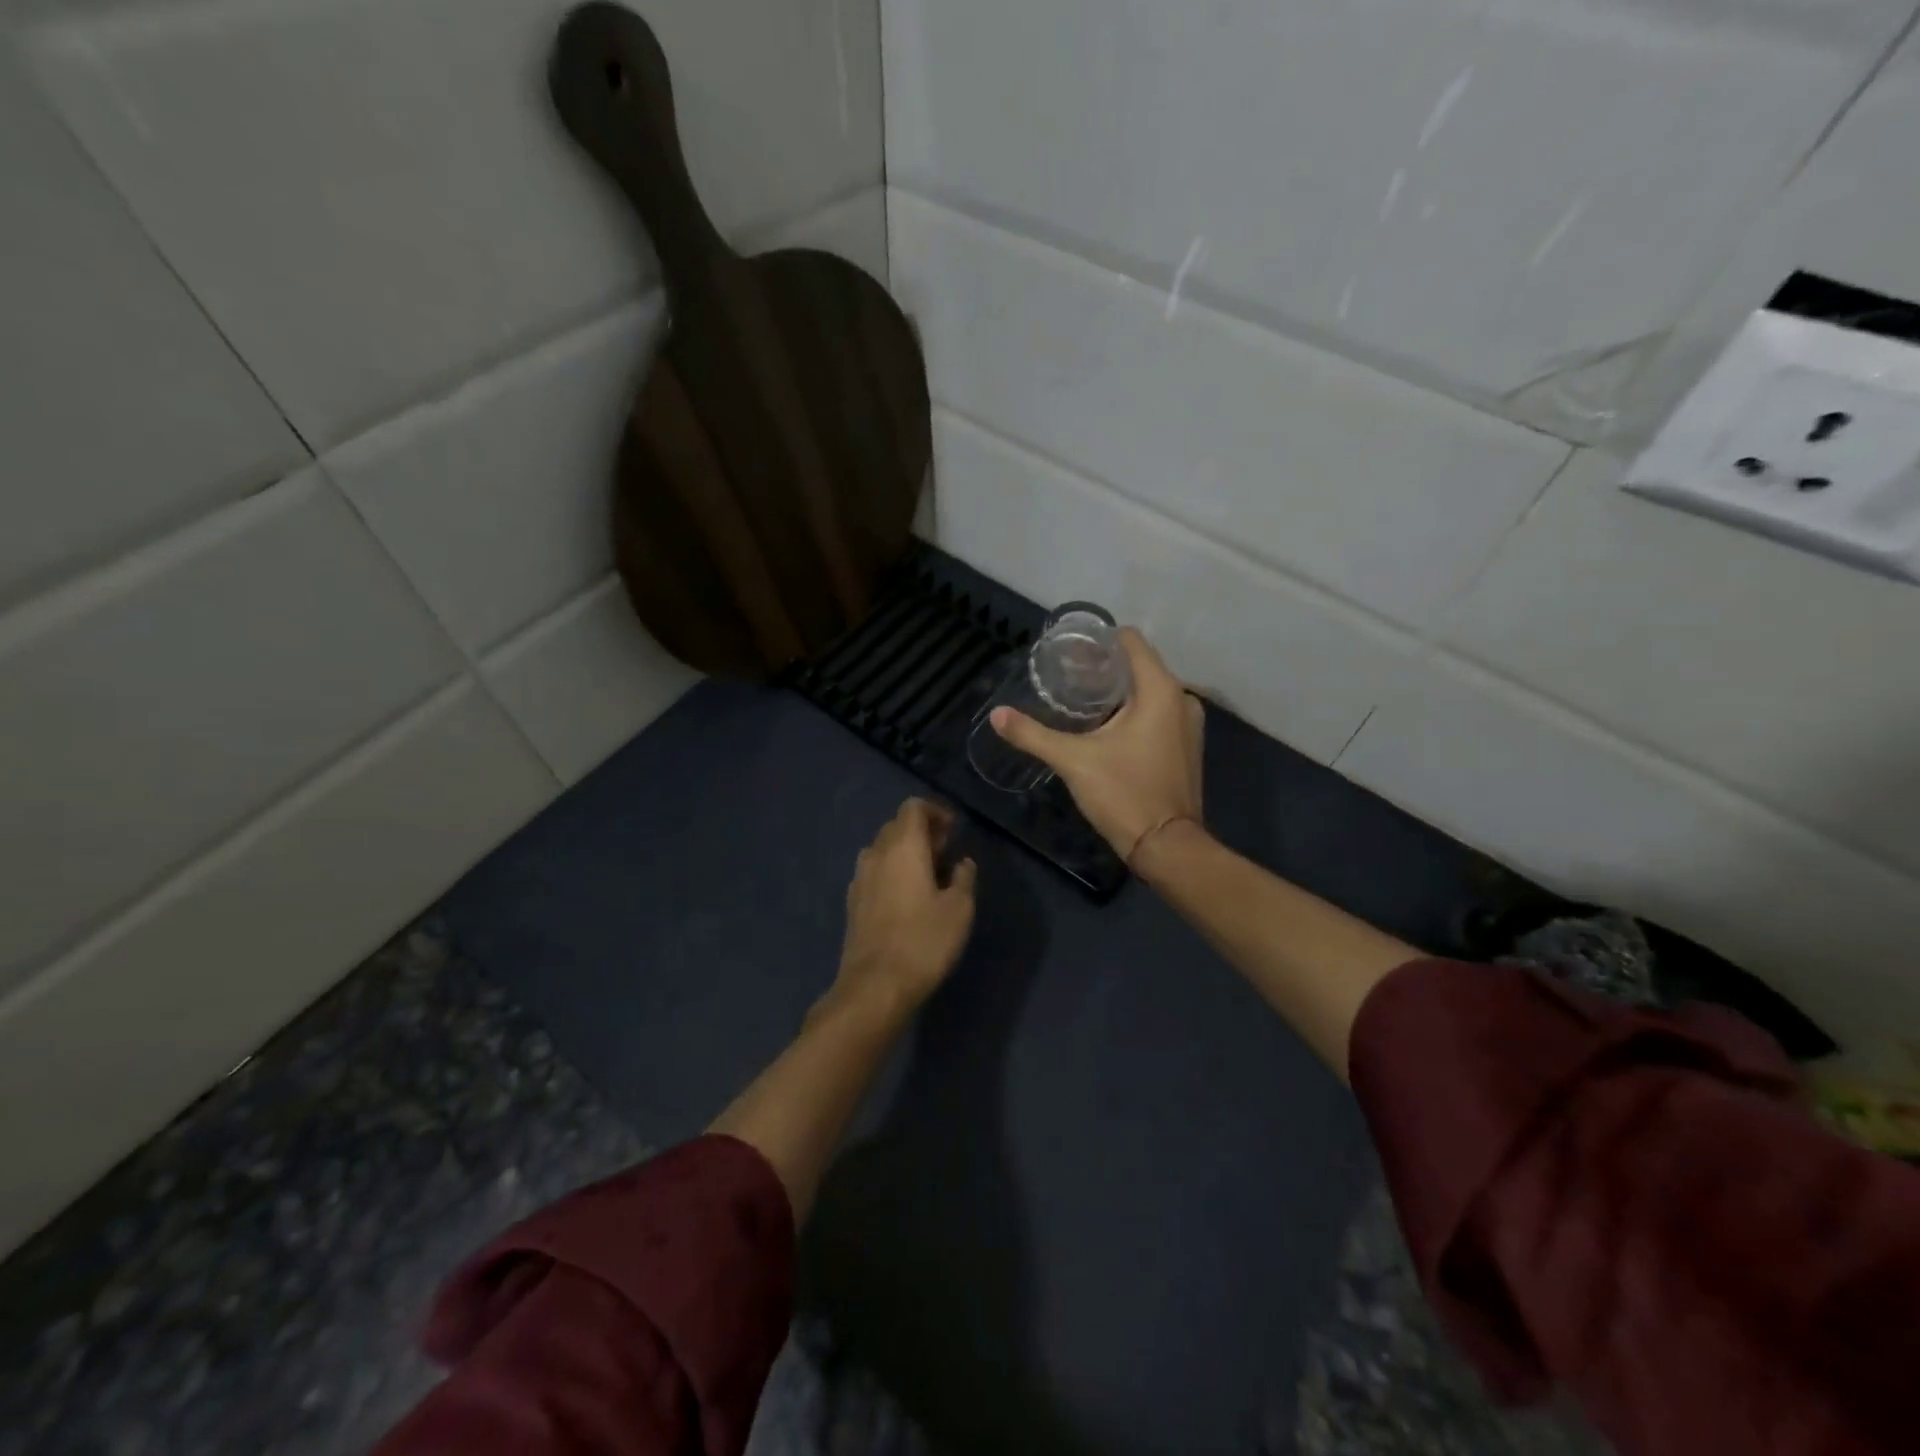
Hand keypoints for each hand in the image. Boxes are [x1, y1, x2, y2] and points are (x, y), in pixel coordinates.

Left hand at [829, 799, 976, 1019]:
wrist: (875, 985)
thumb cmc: (924, 941)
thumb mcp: (959, 909)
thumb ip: (963, 878)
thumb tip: (962, 862)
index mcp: (903, 847)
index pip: (913, 807)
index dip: (935, 811)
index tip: (953, 830)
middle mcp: (876, 854)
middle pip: (896, 825)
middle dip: (921, 831)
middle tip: (945, 851)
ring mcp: (860, 878)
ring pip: (882, 848)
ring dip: (904, 851)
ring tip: (927, 874)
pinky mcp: (852, 902)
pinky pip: (873, 871)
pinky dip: (891, 871)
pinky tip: (905, 896)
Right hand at [991, 628, 1202, 860]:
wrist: (1166, 847)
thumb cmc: (1124, 793)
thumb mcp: (1073, 761)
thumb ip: (1033, 735)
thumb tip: (997, 715)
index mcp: (1161, 691)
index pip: (1132, 641)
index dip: (1100, 640)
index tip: (1070, 651)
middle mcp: (1182, 700)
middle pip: (1140, 666)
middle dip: (1104, 668)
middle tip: (1066, 676)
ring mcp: (1189, 725)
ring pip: (1149, 692)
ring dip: (1119, 692)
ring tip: (1081, 701)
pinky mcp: (1186, 747)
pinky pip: (1158, 714)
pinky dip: (1134, 712)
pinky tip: (1106, 727)